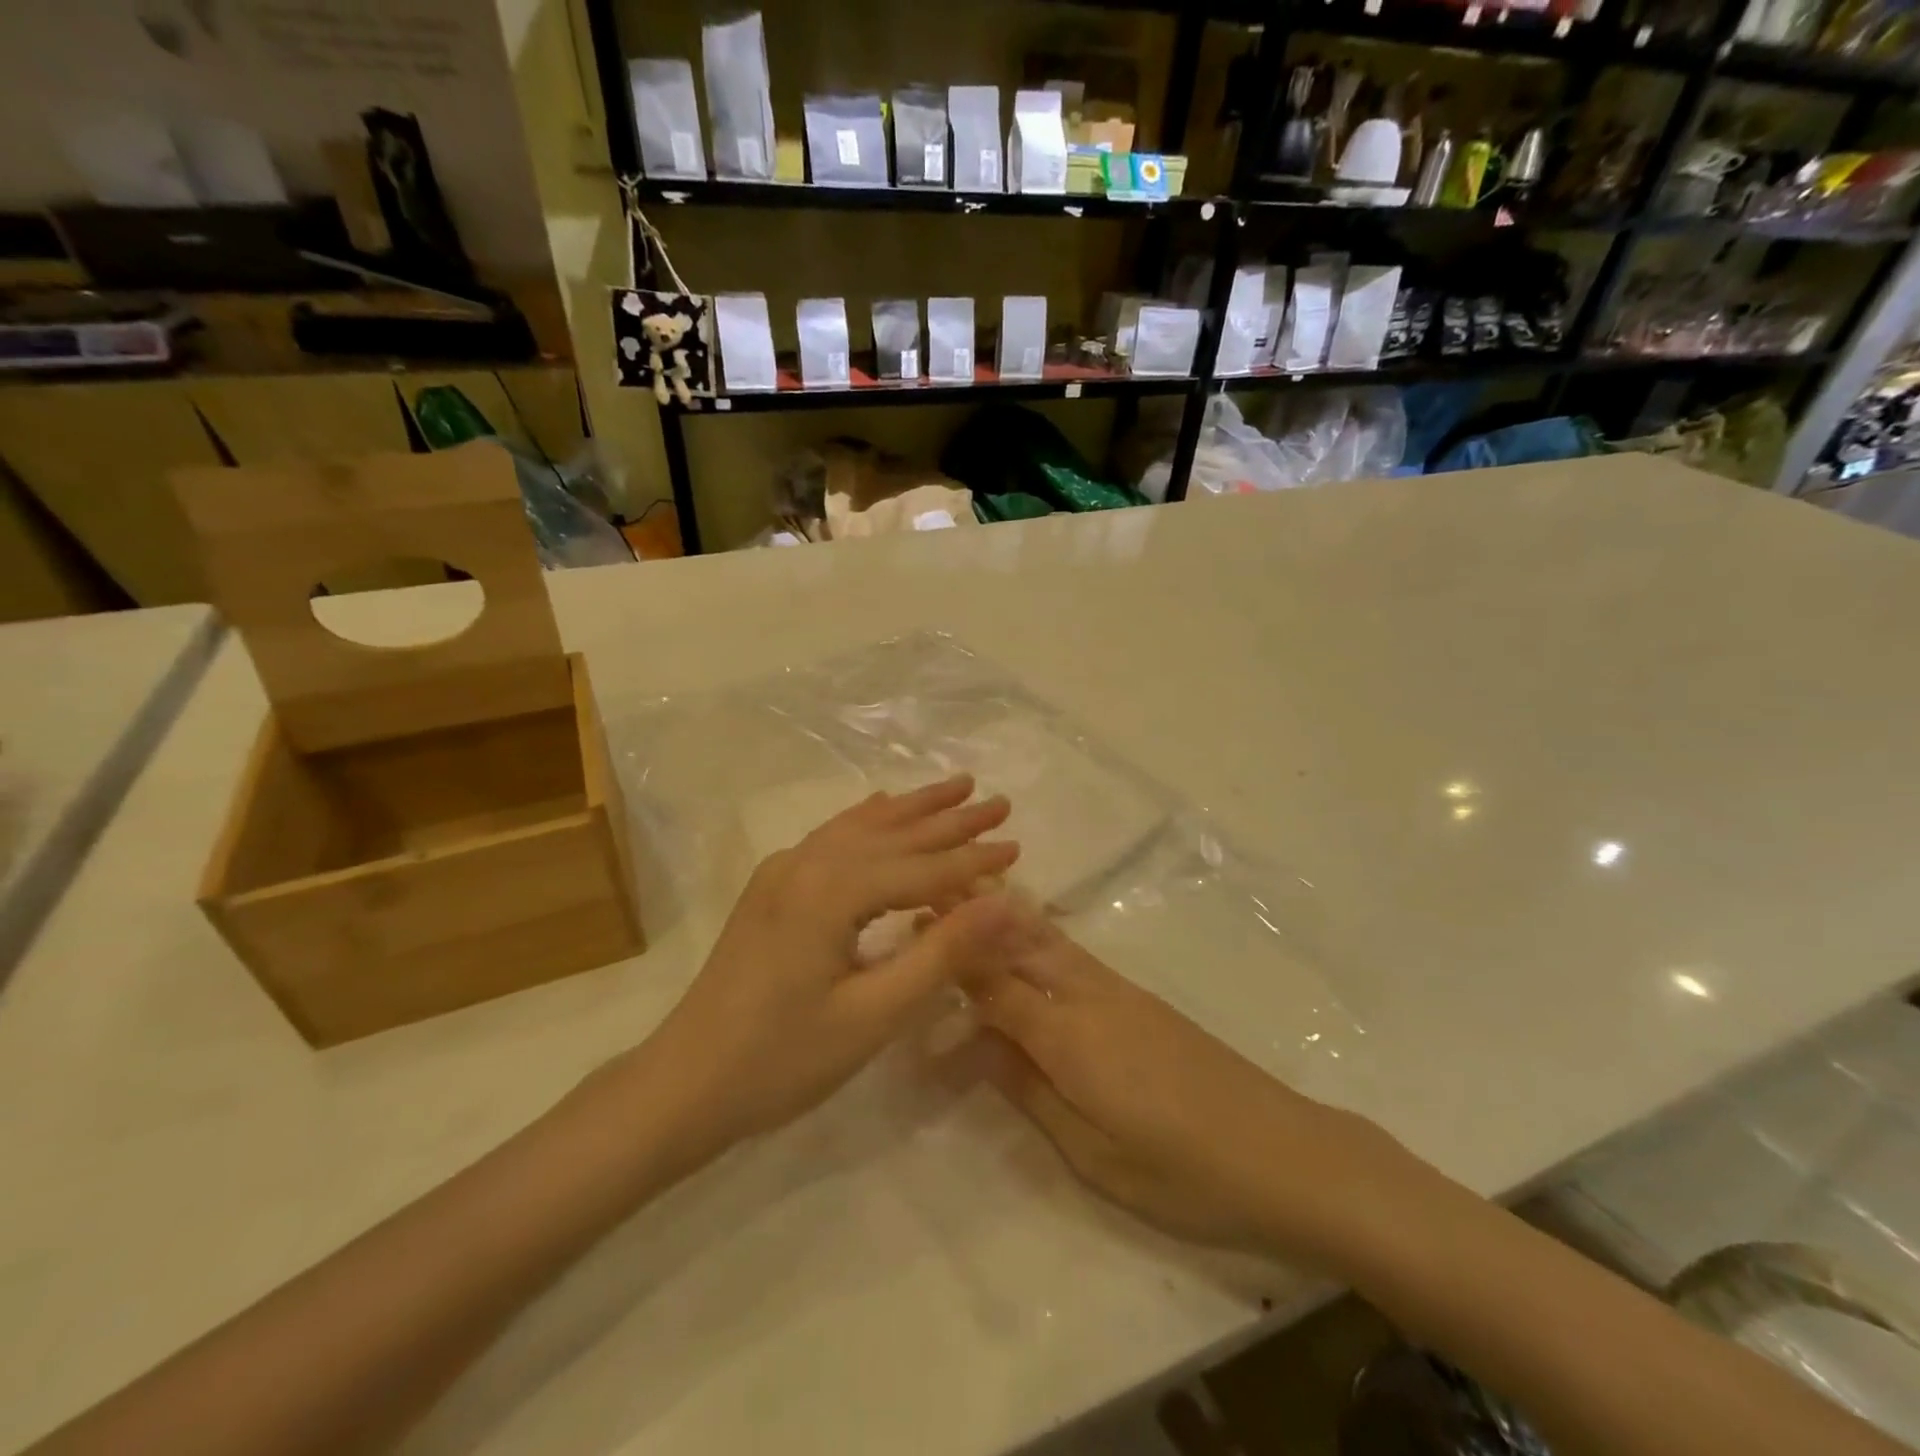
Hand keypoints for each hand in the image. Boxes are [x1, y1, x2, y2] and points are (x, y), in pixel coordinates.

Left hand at [643, 775, 1020, 1151]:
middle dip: (950, 818)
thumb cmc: (783, 1059)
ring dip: (911, 809)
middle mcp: (806, 864)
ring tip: (955, 787)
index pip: (921, 868)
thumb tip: (1006, 903)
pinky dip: (867, 820)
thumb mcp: (874, 1014)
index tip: (1019, 844)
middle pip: (893, 834)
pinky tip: (882, 806)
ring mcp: (782, 871)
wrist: (684, 1083)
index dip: (973, 860)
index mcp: (831, 892)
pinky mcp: (770, 887)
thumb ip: (942, 953)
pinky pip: (831, 838)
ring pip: (860, 827)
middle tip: (999, 801)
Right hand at [972, 906, 1396, 1262]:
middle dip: (975, 913)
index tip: (916, 918)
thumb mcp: (1093, 1151)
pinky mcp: (1142, 1000)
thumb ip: (1030, 1089)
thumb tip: (977, 1042)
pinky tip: (1031, 932)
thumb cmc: (1182, 1171)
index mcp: (1069, 1037)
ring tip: (972, 887)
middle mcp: (1089, 998)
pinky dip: (1040, 933)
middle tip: (934, 882)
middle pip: (1020, 944)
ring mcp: (1120, 993)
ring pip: (1049, 940)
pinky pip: (1074, 955)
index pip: (994, 984)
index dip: (953, 954)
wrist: (1284, 1153)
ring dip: (1005, 914)